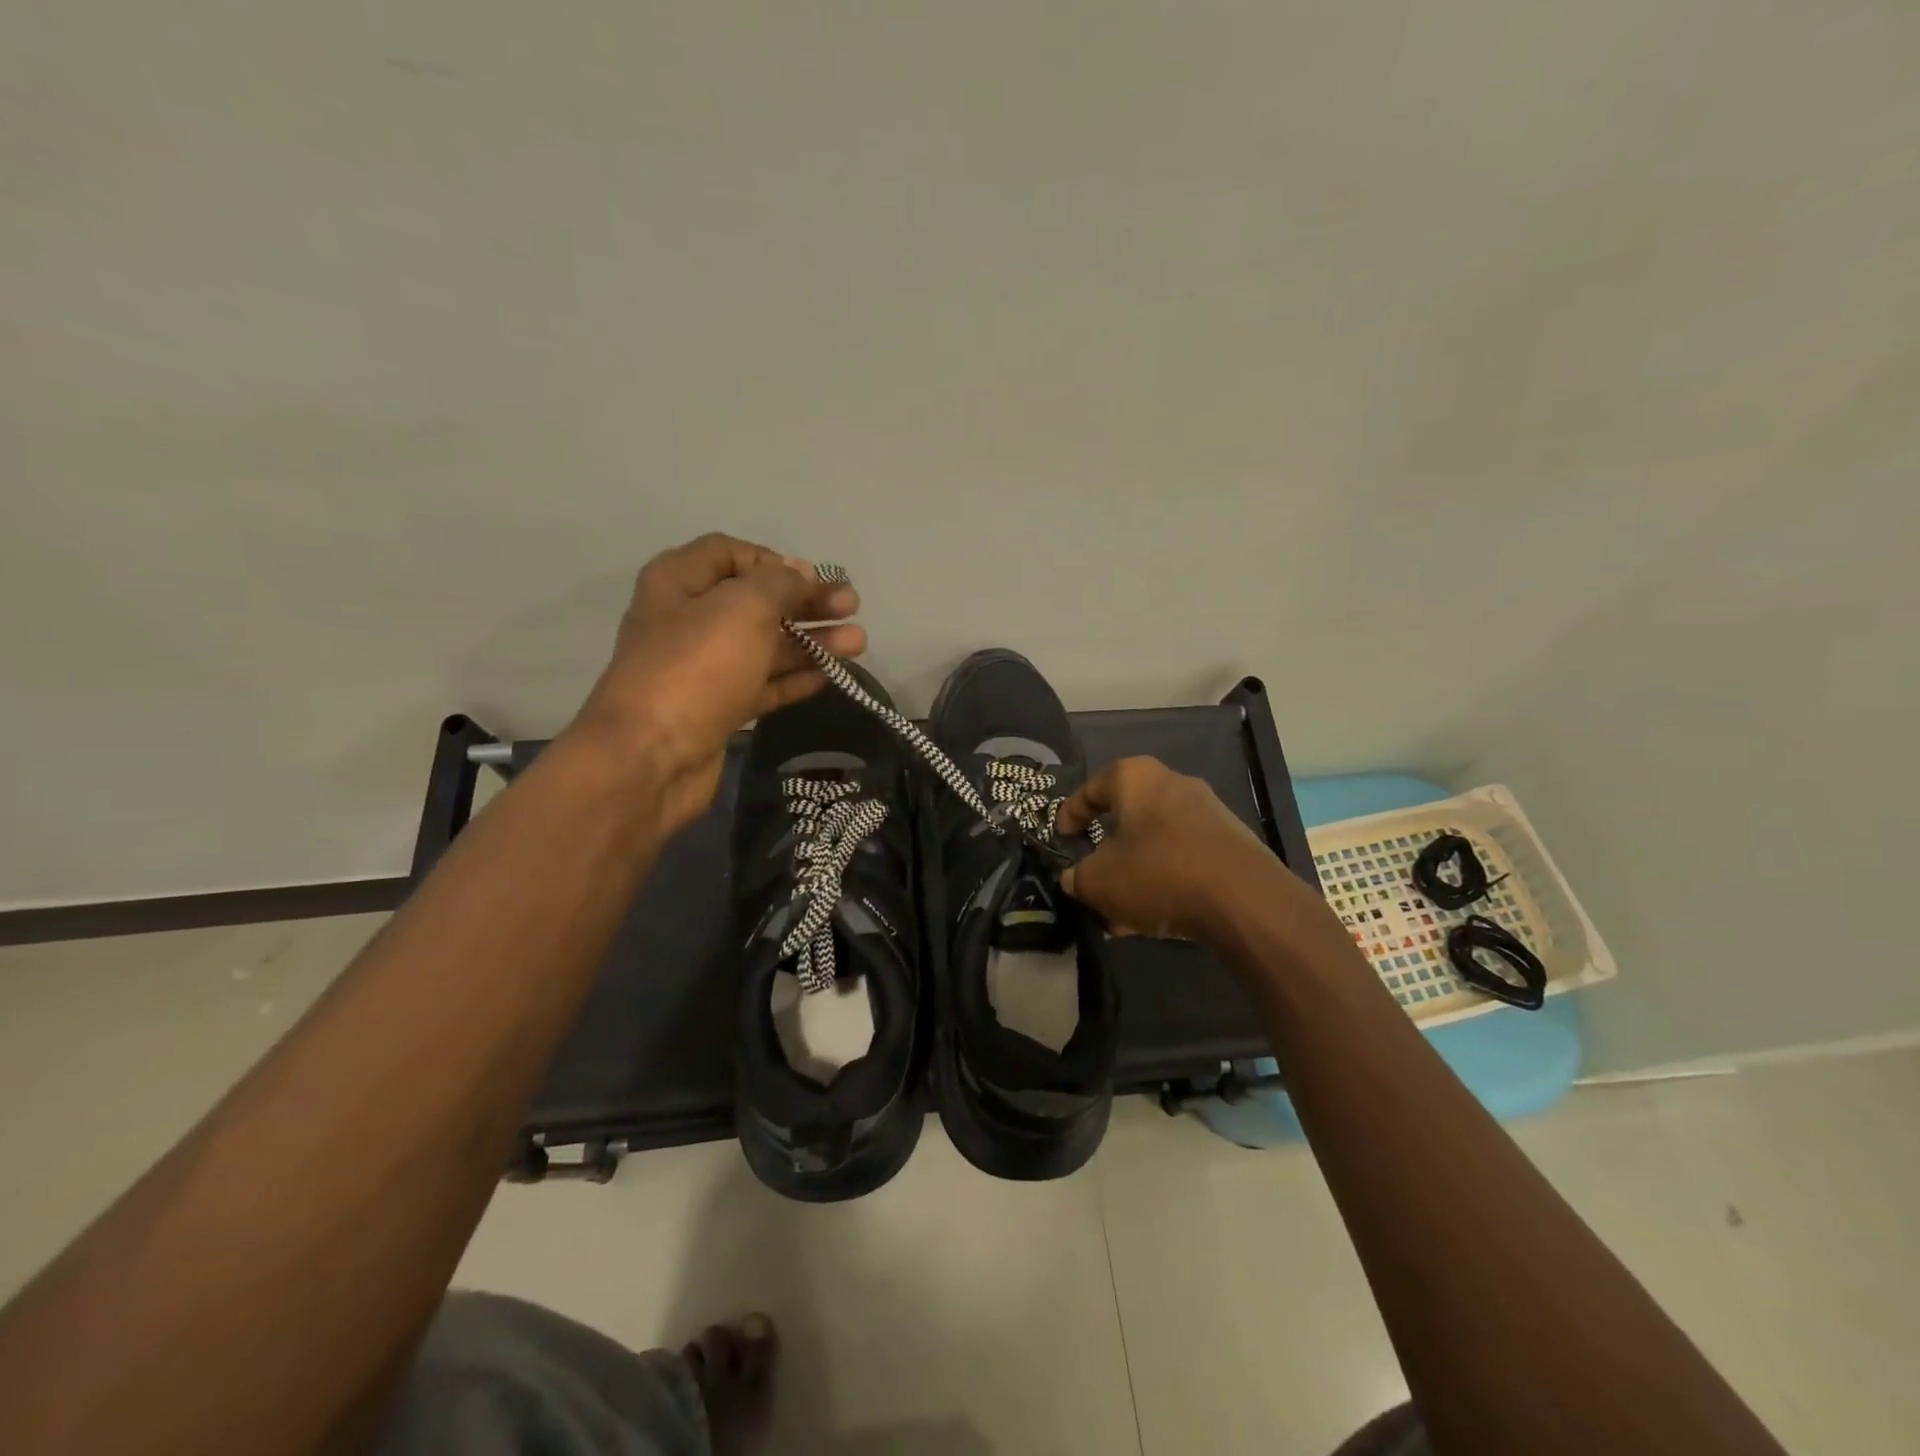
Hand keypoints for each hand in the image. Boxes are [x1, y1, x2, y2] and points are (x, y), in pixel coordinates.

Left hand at [570, 533, 865, 829]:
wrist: (651, 757)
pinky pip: (763, 685)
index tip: (813, 578)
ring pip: (765, 646)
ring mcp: (703, 668)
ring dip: (812, 641)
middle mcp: (688, 620)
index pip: (730, 553)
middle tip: (852, 606)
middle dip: (806, 602)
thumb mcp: (743, 608)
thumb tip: (801, 572)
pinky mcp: (717, 709)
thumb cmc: (696, 667)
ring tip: (858, 642)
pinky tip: (830, 676)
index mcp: (680, 582)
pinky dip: (795, 679)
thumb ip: (779, 583)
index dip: (775, 561)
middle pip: (756, 601)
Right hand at [1055, 756, 1275, 940]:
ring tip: (1118, 913)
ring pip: (1155, 843)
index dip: (1070, 814)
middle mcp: (1173, 784)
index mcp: (1136, 778)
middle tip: (1090, 876)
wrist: (1245, 900)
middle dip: (1106, 850)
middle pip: (1127, 817)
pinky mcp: (1231, 845)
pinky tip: (1152, 918)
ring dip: (1134, 873)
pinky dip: (1163, 882)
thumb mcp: (1098, 881)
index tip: (1061, 838)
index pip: (1091, 788)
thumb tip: (1074, 879)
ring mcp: (1208, 813)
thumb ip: (1077, 878)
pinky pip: (1183, 860)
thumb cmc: (1158, 873)